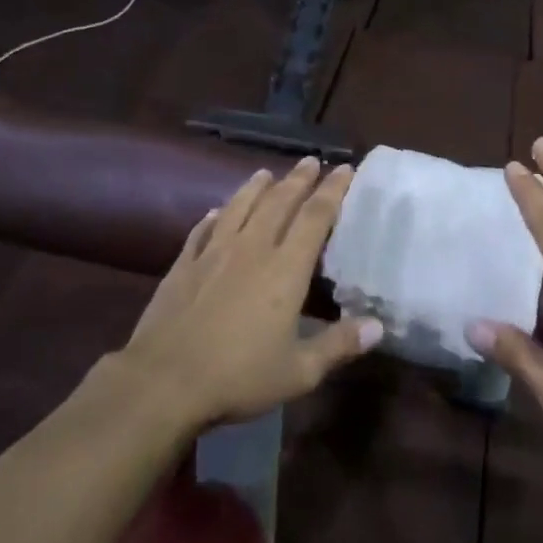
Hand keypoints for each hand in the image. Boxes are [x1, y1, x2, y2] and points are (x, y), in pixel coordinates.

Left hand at [121, 158, 381, 429]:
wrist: (164, 381)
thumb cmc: (238, 377)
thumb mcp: (299, 372)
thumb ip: (338, 345)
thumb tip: (378, 326)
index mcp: (285, 270)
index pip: (315, 218)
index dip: (332, 191)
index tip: (344, 169)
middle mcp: (251, 250)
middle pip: (278, 203)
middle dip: (297, 179)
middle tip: (310, 161)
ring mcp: (213, 254)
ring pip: (239, 208)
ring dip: (255, 188)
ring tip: (265, 172)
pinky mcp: (183, 266)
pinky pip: (202, 231)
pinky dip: (214, 217)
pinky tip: (216, 212)